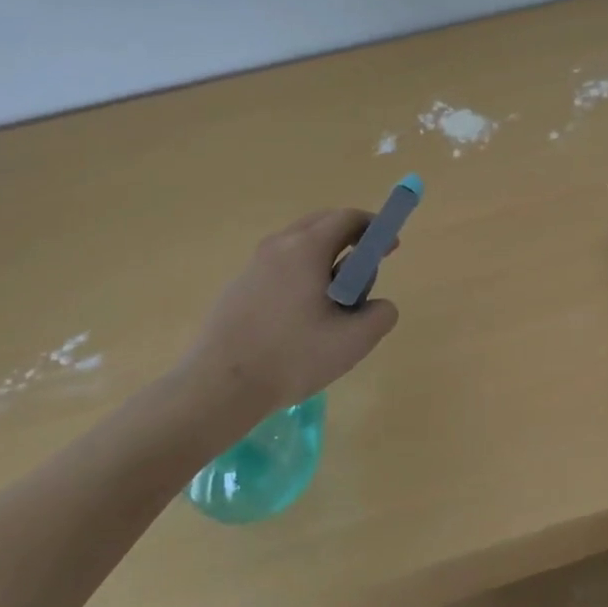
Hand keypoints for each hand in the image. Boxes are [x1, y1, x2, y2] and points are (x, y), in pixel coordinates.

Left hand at [173, 208, 399, 436]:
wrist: (218, 388)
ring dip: (325, 258)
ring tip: (334, 299)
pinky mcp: (238, 287)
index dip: (375, 228)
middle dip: (351, 238)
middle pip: (322, 224)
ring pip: (299, 245)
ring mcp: (253, 265)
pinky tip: (302, 316)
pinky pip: (280, 266)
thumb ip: (381, 315)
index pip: (348, 218)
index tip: (389, 250)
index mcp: (307, 248)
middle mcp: (278, 246)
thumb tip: (379, 305)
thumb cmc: (291, 358)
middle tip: (365, 270)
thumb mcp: (354, 341)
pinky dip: (301, 275)